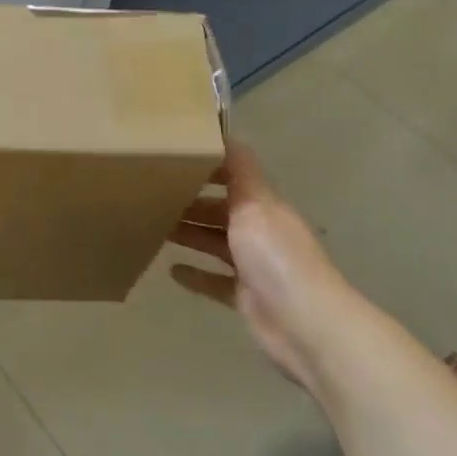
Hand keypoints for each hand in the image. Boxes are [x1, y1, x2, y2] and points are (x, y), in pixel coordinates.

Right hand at [168, 141, 346, 394]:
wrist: (305, 325)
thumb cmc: (276, 256)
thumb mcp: (254, 203)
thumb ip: (238, 169)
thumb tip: (224, 130)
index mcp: (263, 204)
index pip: (233, 175)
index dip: (207, 164)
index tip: (173, 154)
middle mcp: (258, 230)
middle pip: (220, 209)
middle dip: (190, 200)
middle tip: (150, 192)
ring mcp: (253, 265)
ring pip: (214, 242)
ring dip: (189, 233)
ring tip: (153, 225)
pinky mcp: (245, 296)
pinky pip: (215, 280)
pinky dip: (196, 274)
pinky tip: (172, 270)